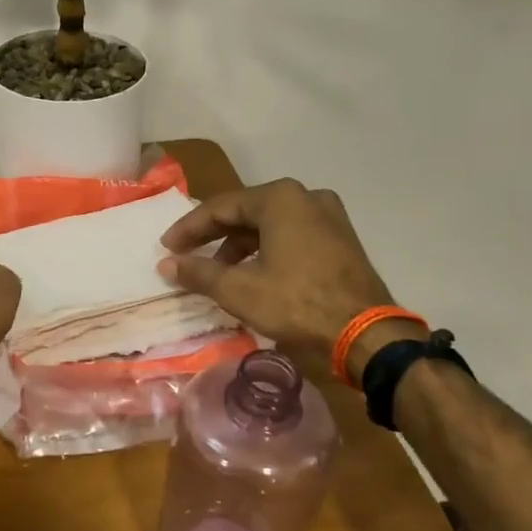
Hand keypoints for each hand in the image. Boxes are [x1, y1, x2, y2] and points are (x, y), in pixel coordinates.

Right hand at [158, 180, 411, 365]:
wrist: (366, 333)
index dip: (189, 228)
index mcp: (280, 198)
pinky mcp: (340, 239)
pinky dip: (266, 250)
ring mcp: (329, 216)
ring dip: (239, 245)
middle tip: (185, 255)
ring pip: (269, 224)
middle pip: (246, 211)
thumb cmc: (297, 302)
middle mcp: (305, 197)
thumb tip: (166, 265)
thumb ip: (198, 272)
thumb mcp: (239, 289)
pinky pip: (291, 235)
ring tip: (217, 272)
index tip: (167, 248)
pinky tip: (253, 274)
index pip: (220, 207)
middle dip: (213, 236)